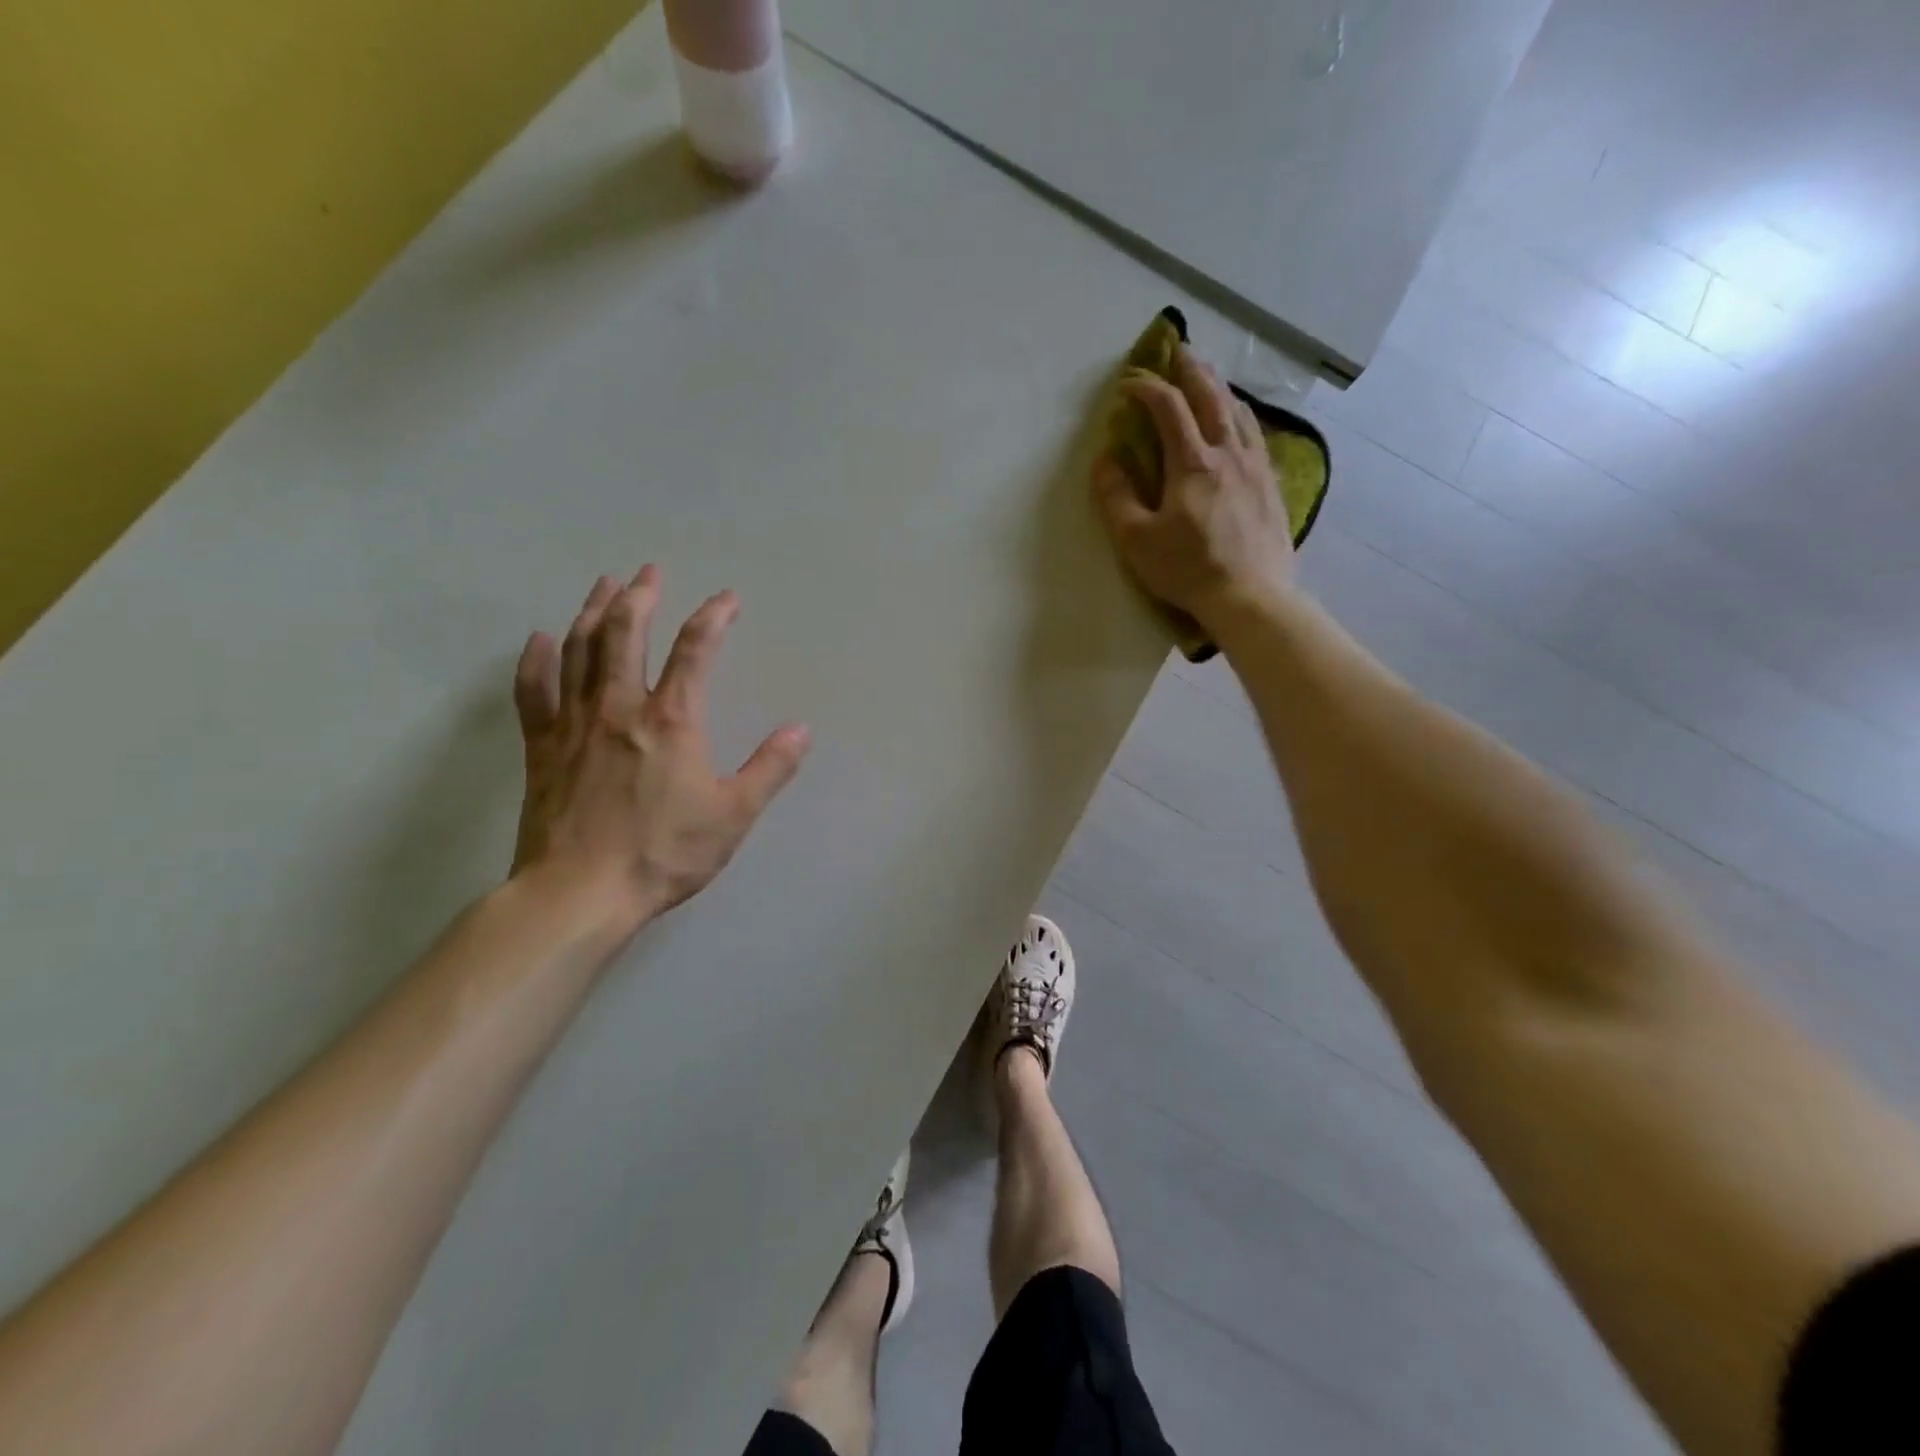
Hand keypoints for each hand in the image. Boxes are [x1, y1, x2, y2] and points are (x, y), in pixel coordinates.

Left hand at [510, 565, 809, 931]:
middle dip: (640, 596)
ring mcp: (574, 725)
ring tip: (604, 584)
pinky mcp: (541, 748)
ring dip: (593, 612)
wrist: (580, 894)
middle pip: (626, 634)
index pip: (696, 651)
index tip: (728, 598)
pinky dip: (536, 661)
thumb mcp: (733, 815)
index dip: (714, 617)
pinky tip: (541, 639)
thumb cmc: (663, 854)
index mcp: (671, 721)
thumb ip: (770, 768)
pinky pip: (533, 692)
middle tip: (649, 571)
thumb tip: (801, 729)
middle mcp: (620, 708)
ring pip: (580, 651)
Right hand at [1091, 344, 1295, 628]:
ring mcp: (1256, 467)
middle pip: (1212, 397)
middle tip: (1179, 351)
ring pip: (1240, 412)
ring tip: (1210, 378)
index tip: (1129, 383)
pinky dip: (1243, 417)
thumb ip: (1116, 496)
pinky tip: (1241, 422)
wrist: (1250, 598)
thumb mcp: (1136, 539)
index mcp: (1192, 462)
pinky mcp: (1272, 486)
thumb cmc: (1187, 569)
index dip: (1147, 388)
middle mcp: (1228, 453)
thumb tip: (1106, 459)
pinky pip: (1257, 436)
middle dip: (1192, 370)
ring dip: (1221, 388)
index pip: (1168, 408)